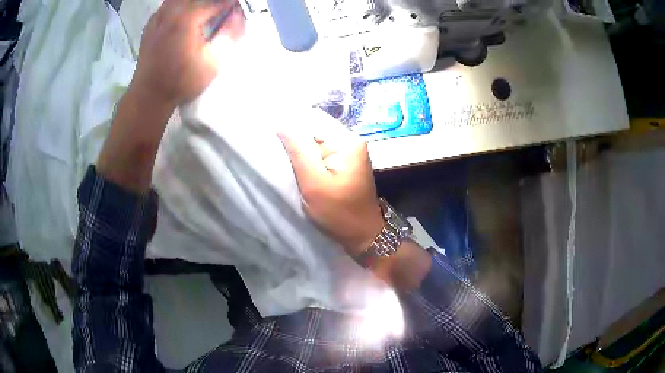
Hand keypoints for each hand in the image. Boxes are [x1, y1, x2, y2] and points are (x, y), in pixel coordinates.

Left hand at [130, 0, 244, 110]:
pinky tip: (184, 17)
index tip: (237, 10)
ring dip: (195, 3)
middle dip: (213, 2)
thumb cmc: (181, 82)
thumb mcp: (212, 62)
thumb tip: (237, 15)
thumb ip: (229, 34)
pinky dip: (180, 6)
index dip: (231, 5)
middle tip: (220, 11)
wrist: (148, 96)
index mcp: (188, 18)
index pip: (217, 2)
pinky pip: (168, 4)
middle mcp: (172, 11)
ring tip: (204, 12)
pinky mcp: (151, 24)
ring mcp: (158, 16)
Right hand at [278, 110, 384, 256]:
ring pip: (317, 143)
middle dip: (296, 141)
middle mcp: (352, 141)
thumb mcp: (314, 183)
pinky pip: (323, 154)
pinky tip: (299, 169)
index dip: (291, 126)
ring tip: (285, 161)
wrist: (363, 235)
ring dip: (301, 152)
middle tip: (277, 153)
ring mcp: (351, 153)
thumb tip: (282, 124)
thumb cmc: (339, 212)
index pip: (314, 121)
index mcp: (348, 141)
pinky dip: (310, 160)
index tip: (272, 136)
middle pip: (316, 131)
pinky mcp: (346, 164)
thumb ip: (298, 152)